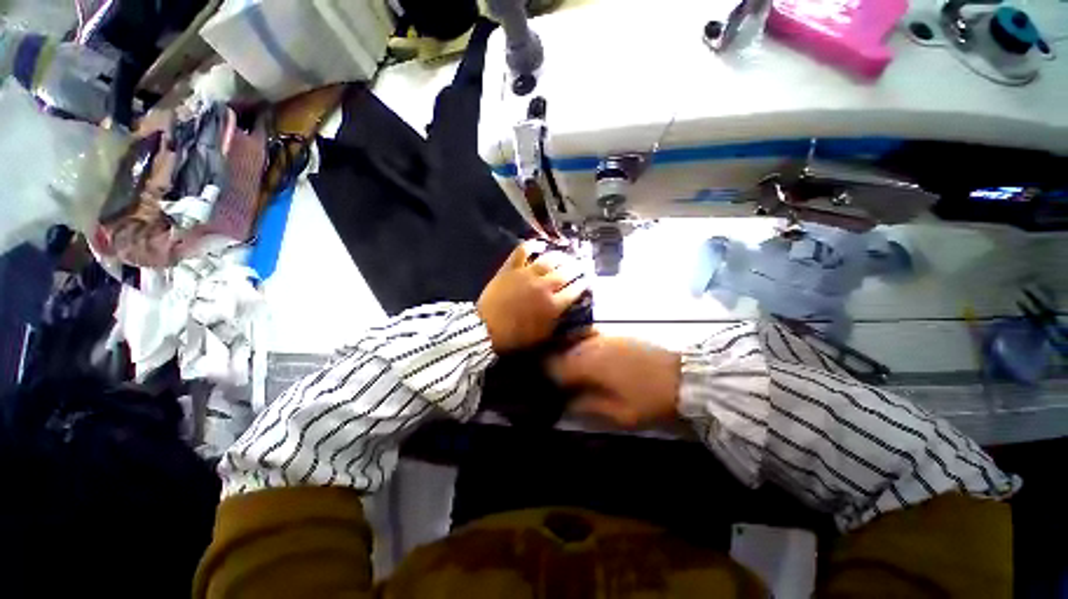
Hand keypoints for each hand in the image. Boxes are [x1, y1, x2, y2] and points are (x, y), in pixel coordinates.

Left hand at [478, 242, 588, 352]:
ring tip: (566, 255)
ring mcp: (527, 274)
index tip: (588, 280)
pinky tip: (540, 244)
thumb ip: (560, 322)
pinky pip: (523, 251)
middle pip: (566, 272)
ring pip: (549, 259)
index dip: (584, 284)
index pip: (576, 290)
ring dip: (561, 256)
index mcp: (553, 305)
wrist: (486, 330)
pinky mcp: (511, 268)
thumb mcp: (543, 336)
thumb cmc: (516, 337)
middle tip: (581, 265)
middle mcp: (544, 286)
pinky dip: (532, 245)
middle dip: (577, 267)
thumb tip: (571, 311)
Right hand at [549, 334, 681, 428]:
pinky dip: (580, 345)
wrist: (687, 377)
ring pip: (572, 340)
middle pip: (560, 349)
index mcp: (588, 363)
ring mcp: (604, 335)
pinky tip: (585, 357)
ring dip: (565, 352)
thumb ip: (587, 406)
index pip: (553, 365)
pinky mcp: (615, 333)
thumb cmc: (651, 400)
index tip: (541, 386)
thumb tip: (565, 402)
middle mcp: (591, 344)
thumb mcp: (619, 414)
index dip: (543, 375)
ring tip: (566, 369)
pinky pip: (587, 336)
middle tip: (552, 379)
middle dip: (551, 362)